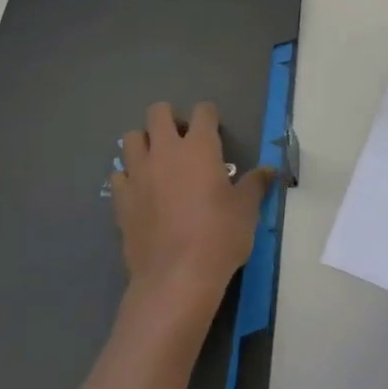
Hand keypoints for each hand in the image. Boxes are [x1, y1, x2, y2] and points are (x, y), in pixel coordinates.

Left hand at [112, 101, 272, 317]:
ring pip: (131, 138)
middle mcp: (165, 151)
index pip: (202, 112)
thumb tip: (269, 170)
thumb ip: (255, 184)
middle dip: (169, 118)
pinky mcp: (121, 198)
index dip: (209, 116)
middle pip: (158, 112)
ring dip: (144, 142)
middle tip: (182, 140)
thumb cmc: (219, 236)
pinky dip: (128, 175)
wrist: (176, 276)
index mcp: (199, 147)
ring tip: (157, 161)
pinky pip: (119, 174)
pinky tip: (140, 190)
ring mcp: (138, 173)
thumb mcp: (246, 210)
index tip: (215, 130)